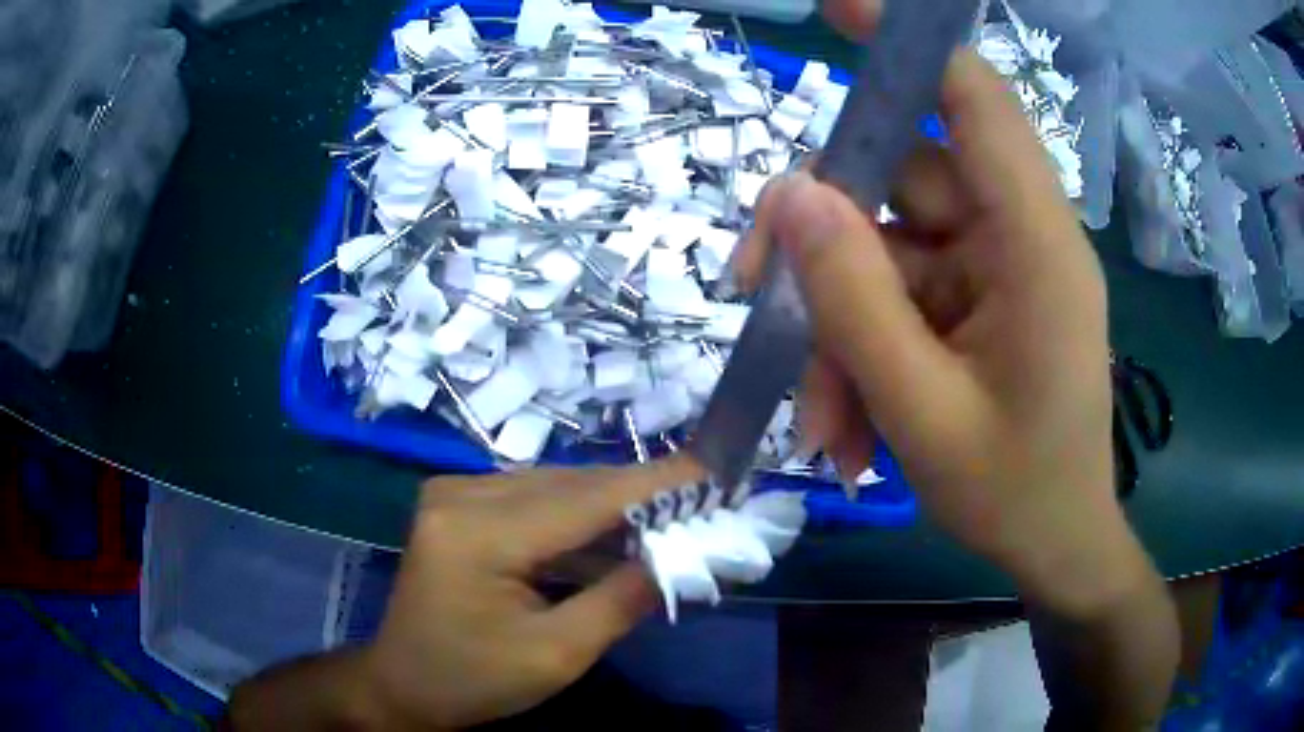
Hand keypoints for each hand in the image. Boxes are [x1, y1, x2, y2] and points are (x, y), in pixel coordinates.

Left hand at [356, 456, 701, 729]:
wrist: (402, 684)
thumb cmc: (473, 681)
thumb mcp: (556, 655)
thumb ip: (621, 600)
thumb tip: (679, 553)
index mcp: (478, 533)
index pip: (585, 497)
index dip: (656, 482)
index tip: (715, 469)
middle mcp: (461, 494)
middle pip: (571, 485)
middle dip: (639, 495)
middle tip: (702, 502)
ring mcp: (454, 493)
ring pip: (554, 487)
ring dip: (611, 506)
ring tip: (668, 520)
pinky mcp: (457, 503)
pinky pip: (532, 499)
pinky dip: (577, 517)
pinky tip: (612, 538)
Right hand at [733, 6, 1140, 617]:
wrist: (1056, 548)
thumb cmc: (1014, 495)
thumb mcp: (922, 413)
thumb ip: (855, 301)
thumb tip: (790, 194)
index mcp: (1035, 246)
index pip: (976, 100)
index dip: (908, 44)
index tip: (837, 10)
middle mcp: (1017, 237)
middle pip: (901, 179)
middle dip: (824, 237)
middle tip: (756, 293)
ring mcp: (995, 270)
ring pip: (887, 249)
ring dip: (839, 325)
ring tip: (823, 420)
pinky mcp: (978, 303)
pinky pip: (901, 297)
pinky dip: (864, 351)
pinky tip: (850, 427)